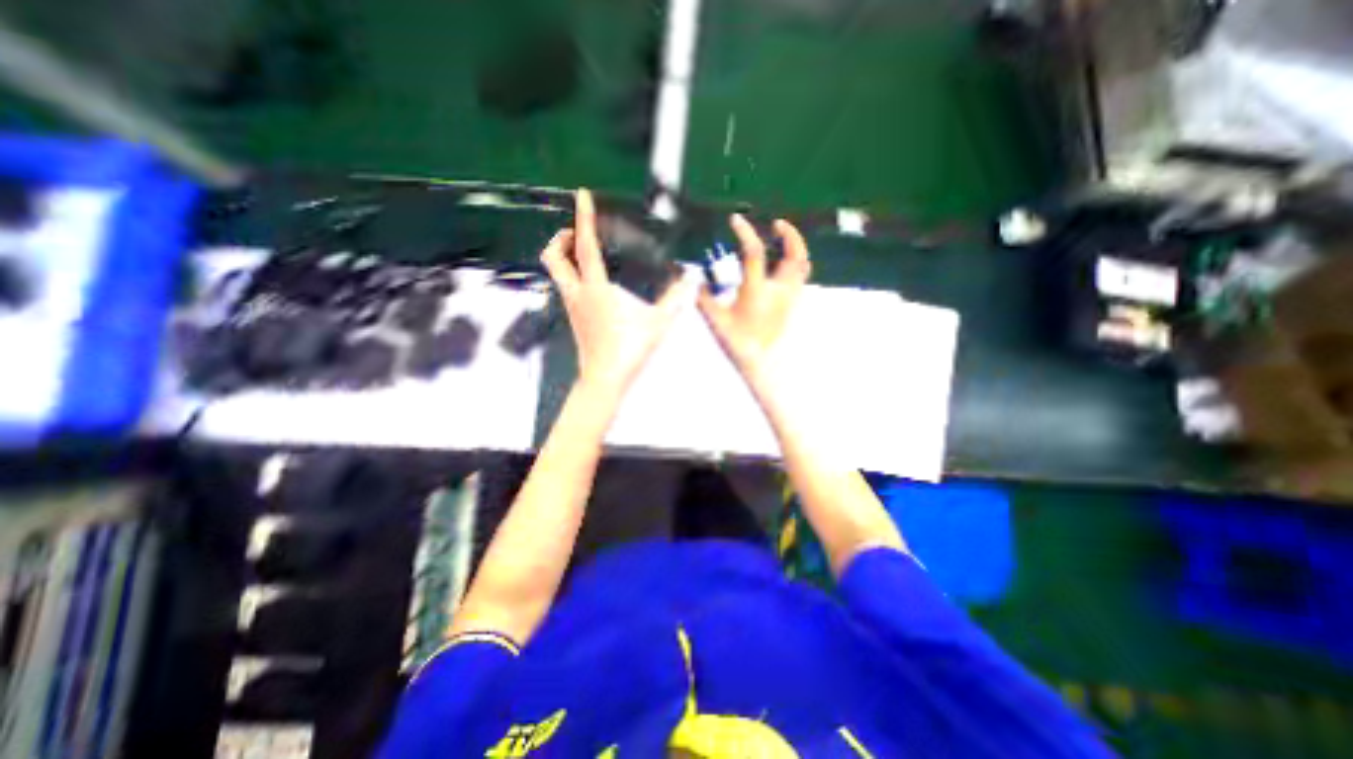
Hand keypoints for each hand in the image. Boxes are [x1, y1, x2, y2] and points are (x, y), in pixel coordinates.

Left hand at [540, 187, 690, 395]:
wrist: (605, 379)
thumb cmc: (629, 350)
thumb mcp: (658, 322)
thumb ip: (675, 298)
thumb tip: (690, 279)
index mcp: (596, 288)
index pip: (585, 245)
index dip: (583, 217)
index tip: (582, 196)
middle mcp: (578, 293)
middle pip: (553, 256)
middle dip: (561, 237)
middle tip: (579, 233)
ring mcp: (572, 306)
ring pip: (556, 272)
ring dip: (564, 255)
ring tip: (586, 251)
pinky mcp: (574, 318)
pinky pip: (566, 286)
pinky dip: (572, 273)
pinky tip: (592, 280)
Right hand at [705, 212, 807, 378]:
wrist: (759, 362)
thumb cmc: (736, 342)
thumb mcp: (715, 319)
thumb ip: (704, 298)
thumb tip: (697, 282)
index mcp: (756, 291)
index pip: (754, 253)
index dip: (745, 232)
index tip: (735, 220)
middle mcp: (778, 290)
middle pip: (794, 254)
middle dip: (789, 233)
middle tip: (778, 223)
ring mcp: (789, 297)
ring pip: (802, 265)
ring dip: (796, 247)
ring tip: (785, 239)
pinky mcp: (792, 304)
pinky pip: (801, 277)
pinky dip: (796, 263)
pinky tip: (784, 263)